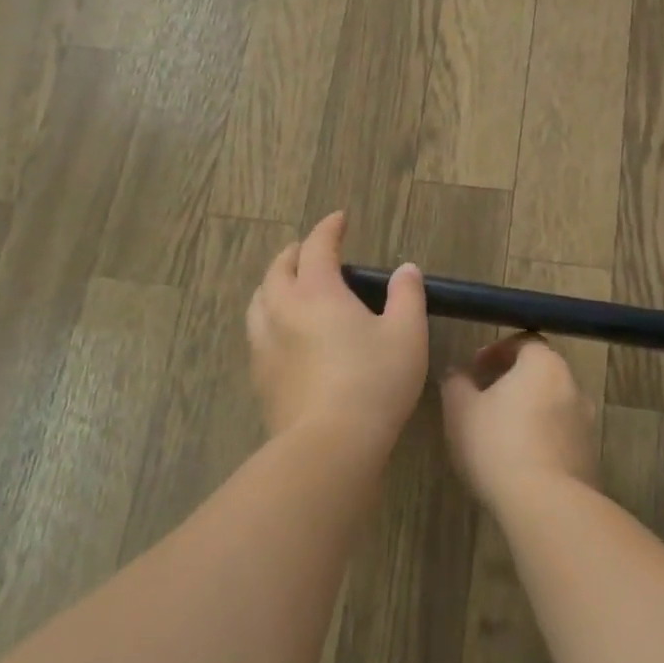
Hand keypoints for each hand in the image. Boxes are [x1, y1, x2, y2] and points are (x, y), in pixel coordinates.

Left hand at [246, 211, 427, 454]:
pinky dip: (268, 316)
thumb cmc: (374, 382)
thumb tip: (405, 269)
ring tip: (288, 285)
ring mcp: (264, 343)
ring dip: (273, 283)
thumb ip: (407, 295)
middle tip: (309, 250)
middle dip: (294, 252)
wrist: (329, 444)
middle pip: (278, 269)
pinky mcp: (260, 375)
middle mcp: (283, 309)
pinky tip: (282, 332)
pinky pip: (256, 332)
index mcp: (317, 292)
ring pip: (258, 299)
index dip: (328, 229)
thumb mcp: (406, 335)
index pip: (317, 247)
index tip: (339, 219)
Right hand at [441, 334, 597, 509]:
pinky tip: (518, 461)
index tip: (476, 369)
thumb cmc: (497, 444)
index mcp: (544, 365)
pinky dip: (541, 439)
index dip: (497, 351)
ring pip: (551, 406)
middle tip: (484, 399)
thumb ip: (456, 383)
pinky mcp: (589, 457)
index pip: (524, 342)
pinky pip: (560, 437)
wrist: (546, 505)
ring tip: (499, 434)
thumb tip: (458, 373)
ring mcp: (585, 424)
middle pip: (540, 373)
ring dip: (528, 412)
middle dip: (512, 382)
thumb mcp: (460, 410)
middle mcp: (573, 386)